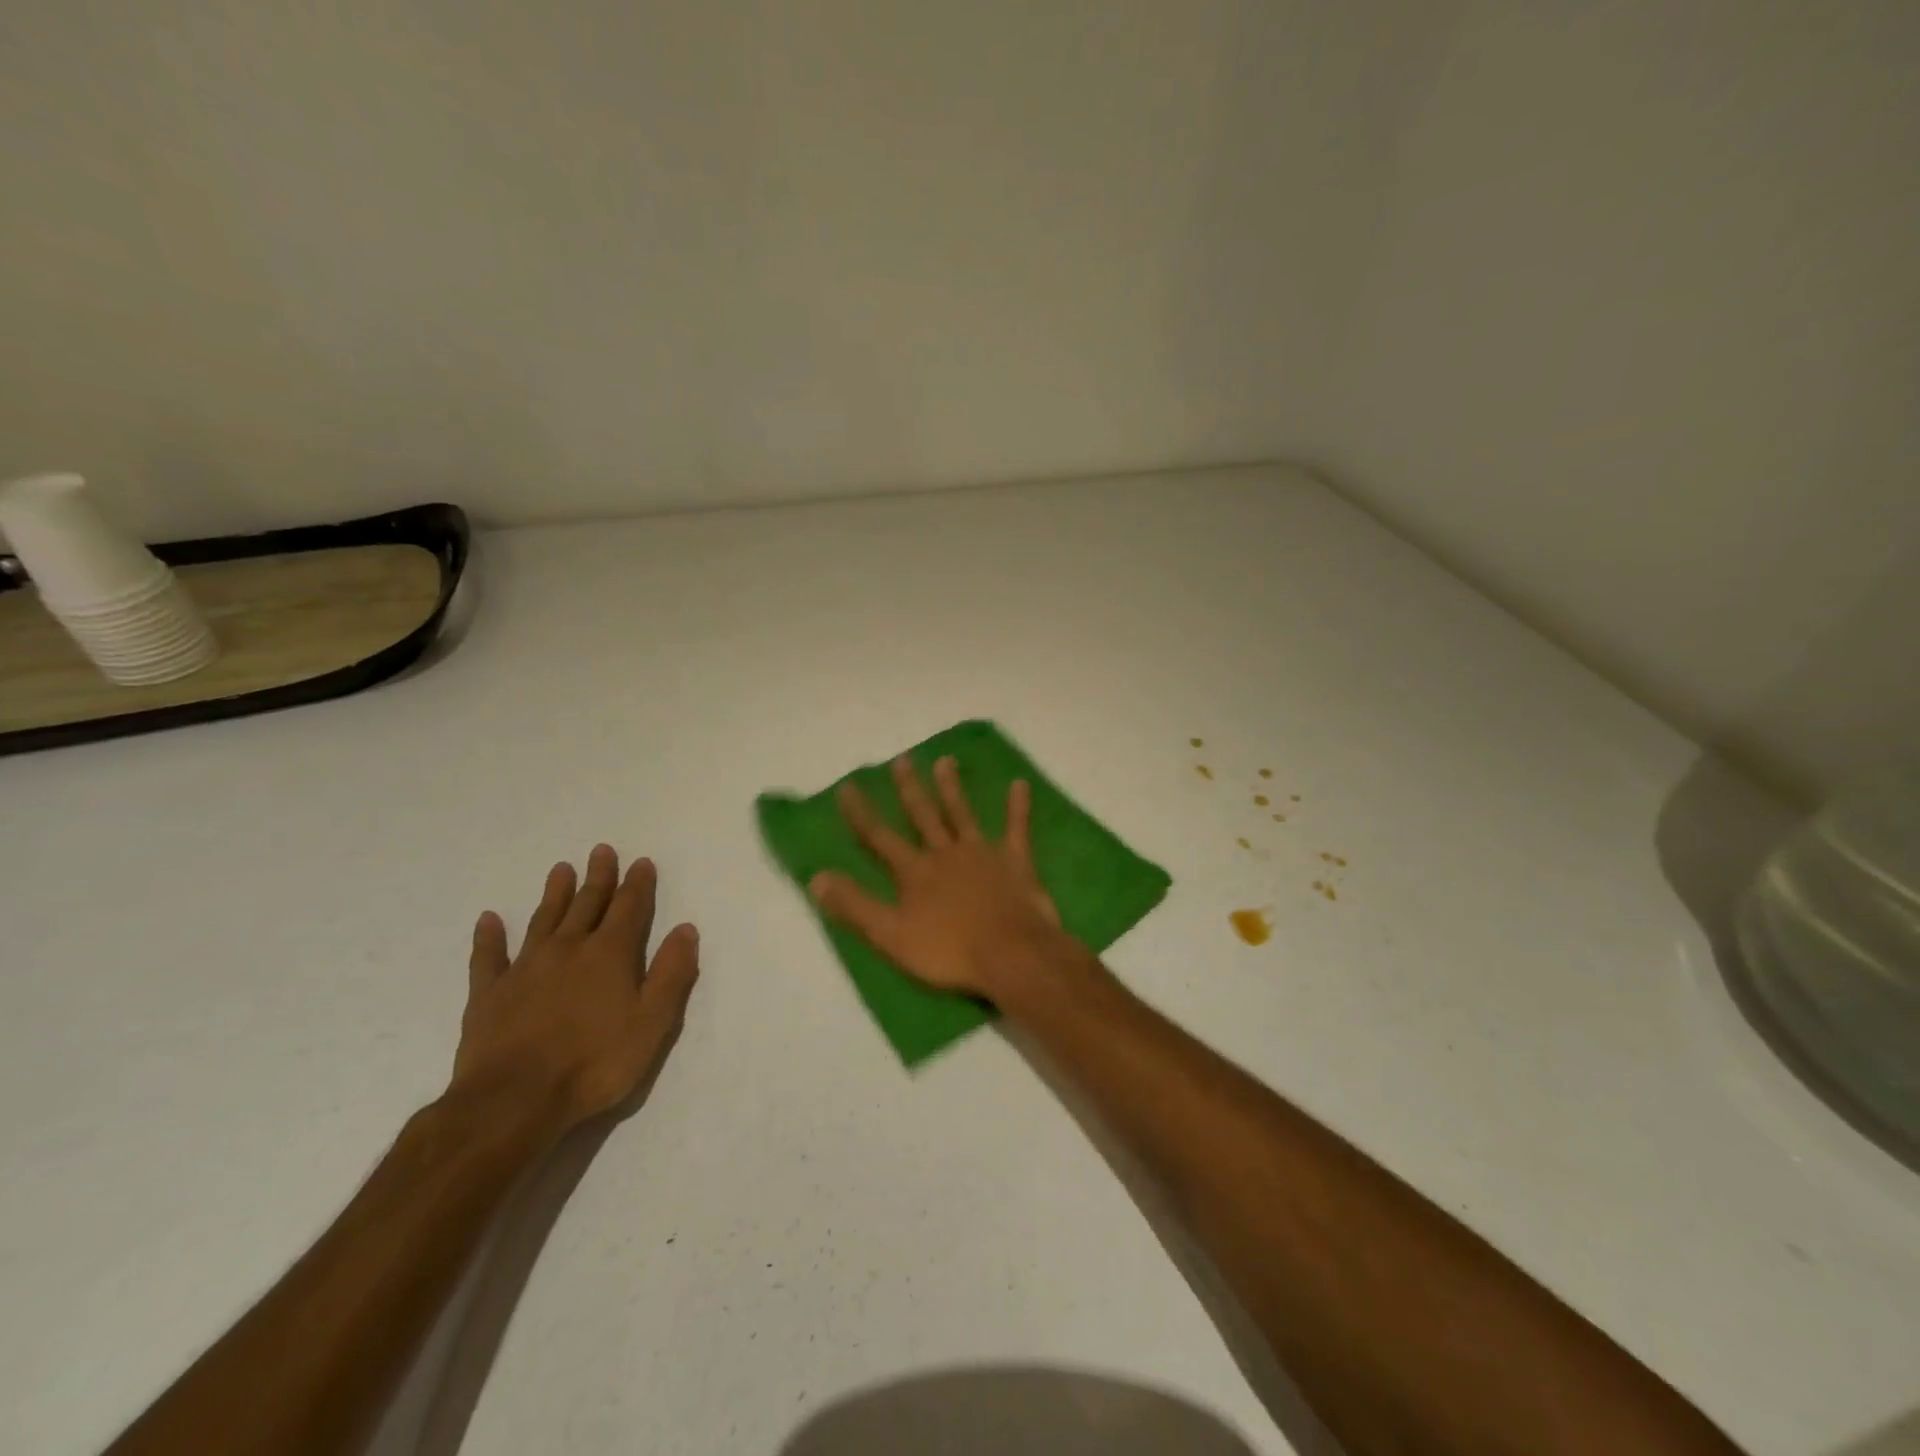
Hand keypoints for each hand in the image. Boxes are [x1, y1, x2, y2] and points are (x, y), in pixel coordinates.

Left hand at [453, 845, 699, 1127]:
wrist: (514, 1100)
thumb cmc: (595, 1062)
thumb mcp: (653, 1022)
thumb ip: (672, 973)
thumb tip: (685, 929)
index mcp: (610, 954)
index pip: (630, 908)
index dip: (638, 884)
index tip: (641, 861)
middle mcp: (569, 949)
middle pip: (587, 904)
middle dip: (598, 877)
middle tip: (601, 850)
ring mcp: (525, 968)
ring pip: (543, 920)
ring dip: (554, 894)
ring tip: (560, 869)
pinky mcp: (489, 994)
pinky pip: (489, 957)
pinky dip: (489, 937)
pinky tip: (488, 920)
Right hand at [810, 755, 1072, 1000]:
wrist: (1011, 955)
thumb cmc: (949, 951)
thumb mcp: (891, 936)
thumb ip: (855, 906)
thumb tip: (816, 877)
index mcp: (915, 872)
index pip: (880, 837)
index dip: (861, 813)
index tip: (847, 786)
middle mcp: (945, 853)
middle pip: (923, 815)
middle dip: (909, 788)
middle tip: (902, 759)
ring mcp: (982, 853)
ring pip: (962, 814)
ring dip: (952, 787)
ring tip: (945, 760)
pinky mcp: (1015, 861)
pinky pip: (1017, 828)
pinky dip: (1018, 806)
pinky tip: (1020, 784)